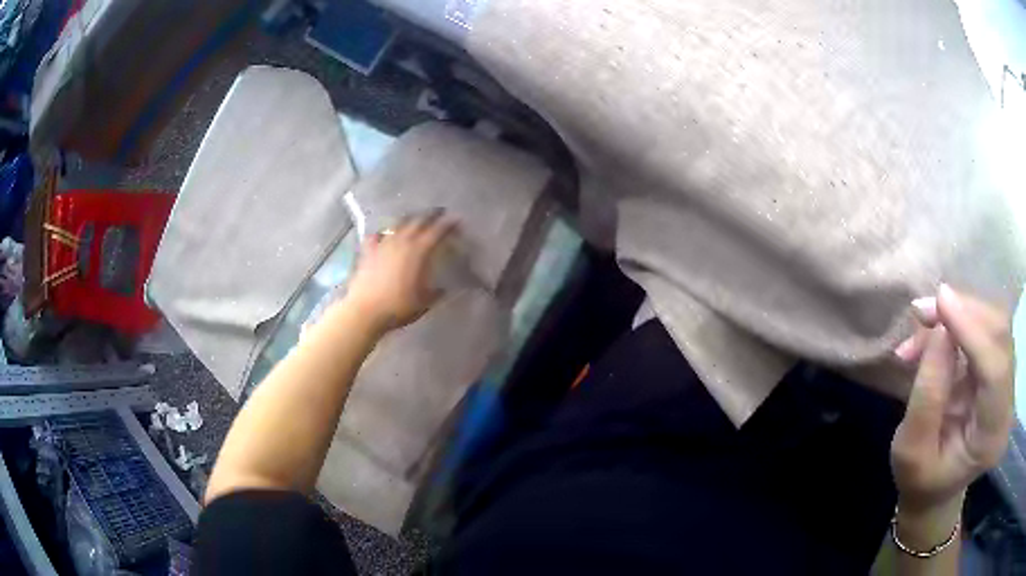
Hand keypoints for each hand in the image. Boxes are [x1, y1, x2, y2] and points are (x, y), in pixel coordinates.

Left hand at [343, 211, 458, 332]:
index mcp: (419, 251)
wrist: (365, 311)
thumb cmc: (398, 307)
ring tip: (414, 221)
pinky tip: (383, 236)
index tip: (457, 220)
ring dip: (409, 220)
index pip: (437, 231)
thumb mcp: (424, 302)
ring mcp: (383, 244)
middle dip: (431, 216)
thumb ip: (435, 292)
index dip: (448, 224)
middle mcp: (401, 241)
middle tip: (439, 214)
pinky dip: (383, 233)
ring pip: (398, 224)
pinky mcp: (368, 251)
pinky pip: (376, 236)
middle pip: (418, 221)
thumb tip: (443, 288)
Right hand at [891, 285, 1015, 520]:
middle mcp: (1007, 403)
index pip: (995, 371)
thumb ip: (927, 396)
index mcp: (991, 437)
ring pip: (992, 324)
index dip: (973, 331)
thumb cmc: (920, 480)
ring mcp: (1006, 382)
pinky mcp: (998, 367)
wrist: (935, 489)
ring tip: (921, 324)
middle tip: (921, 311)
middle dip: (963, 313)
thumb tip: (940, 329)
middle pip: (999, 336)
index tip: (940, 300)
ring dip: (958, 314)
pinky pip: (984, 328)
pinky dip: (959, 321)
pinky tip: (935, 331)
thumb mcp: (911, 452)